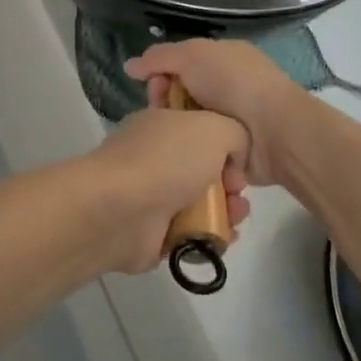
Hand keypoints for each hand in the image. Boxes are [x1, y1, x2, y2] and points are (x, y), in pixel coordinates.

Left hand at [75, 108, 250, 275]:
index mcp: (160, 124)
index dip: (224, 140)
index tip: (238, 156)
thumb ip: (234, 133)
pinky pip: (191, 232)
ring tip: (236, 216)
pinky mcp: (152, 232)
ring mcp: (151, 195)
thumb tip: (234, 154)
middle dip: (230, 179)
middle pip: (203, 166)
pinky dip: (210, 234)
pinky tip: (223, 236)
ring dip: (226, 209)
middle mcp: (154, 156)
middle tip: (238, 190)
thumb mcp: (213, 128)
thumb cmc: (167, 160)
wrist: (122, 210)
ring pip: (200, 201)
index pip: (197, 127)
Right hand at [126, 41, 307, 189]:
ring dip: (178, 133)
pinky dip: (193, 155)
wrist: (275, 131)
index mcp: (222, 60)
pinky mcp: (233, 154)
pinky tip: (182, 160)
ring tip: (171, 142)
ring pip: (188, 127)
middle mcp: (227, 89)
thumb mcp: (192, 55)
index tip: (154, 89)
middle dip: (166, 107)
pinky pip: (203, 152)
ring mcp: (231, 123)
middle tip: (162, 117)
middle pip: (180, 98)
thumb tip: (129, 66)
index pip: (179, 66)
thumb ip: (158, 58)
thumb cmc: (235, 84)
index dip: (161, 76)